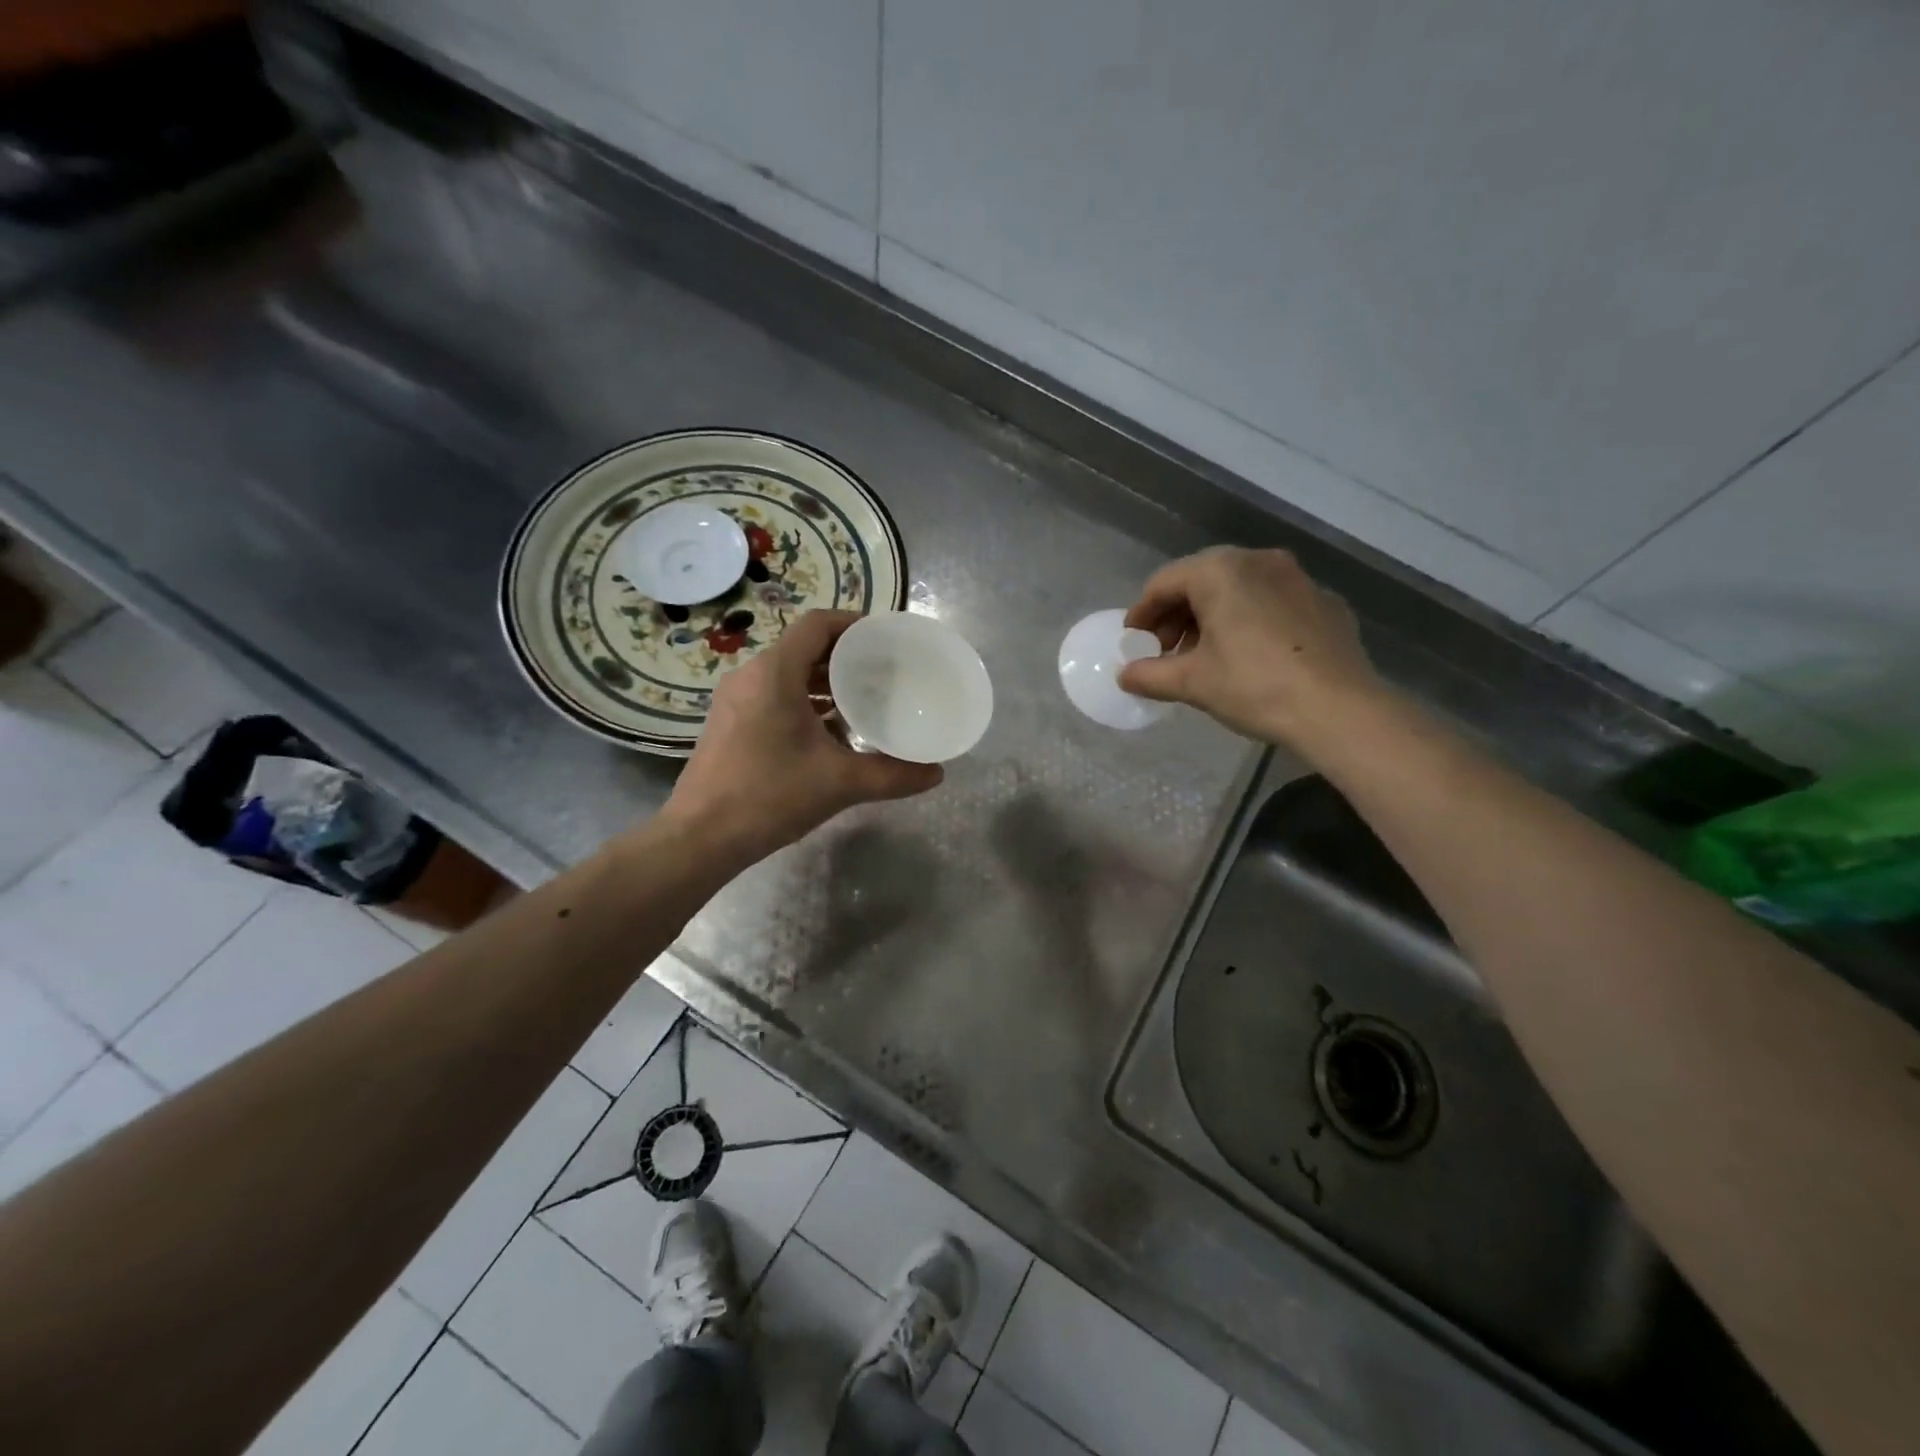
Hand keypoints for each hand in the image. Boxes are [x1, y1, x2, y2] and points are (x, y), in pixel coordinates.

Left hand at [658, 610, 943, 865]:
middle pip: (804, 648)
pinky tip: (830, 735)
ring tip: (862, 702)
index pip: (818, 625)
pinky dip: (803, 703)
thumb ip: (892, 774)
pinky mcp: (729, 723)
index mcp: (774, 673)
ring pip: (787, 675)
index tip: (886, 640)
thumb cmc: (769, 796)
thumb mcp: (840, 783)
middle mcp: (750, 676)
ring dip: (824, 684)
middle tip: (884, 674)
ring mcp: (735, 700)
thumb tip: (936, 773)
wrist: (699, 838)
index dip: (854, 624)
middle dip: (845, 658)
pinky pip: (773, 697)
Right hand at [1118, 547, 1385, 750]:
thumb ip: (1150, 674)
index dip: (1142, 614)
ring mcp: (1298, 579)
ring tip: (1204, 656)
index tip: (1133, 642)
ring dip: (1212, 617)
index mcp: (1220, 571)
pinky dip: (1250, 621)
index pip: (1164, 583)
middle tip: (1166, 651)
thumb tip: (1124, 675)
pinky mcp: (1324, 603)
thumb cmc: (1254, 686)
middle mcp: (1259, 561)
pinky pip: (1273, 603)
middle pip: (1202, 580)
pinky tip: (1250, 656)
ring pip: (1239, 589)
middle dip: (1177, 615)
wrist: (1339, 709)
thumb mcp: (1192, 683)